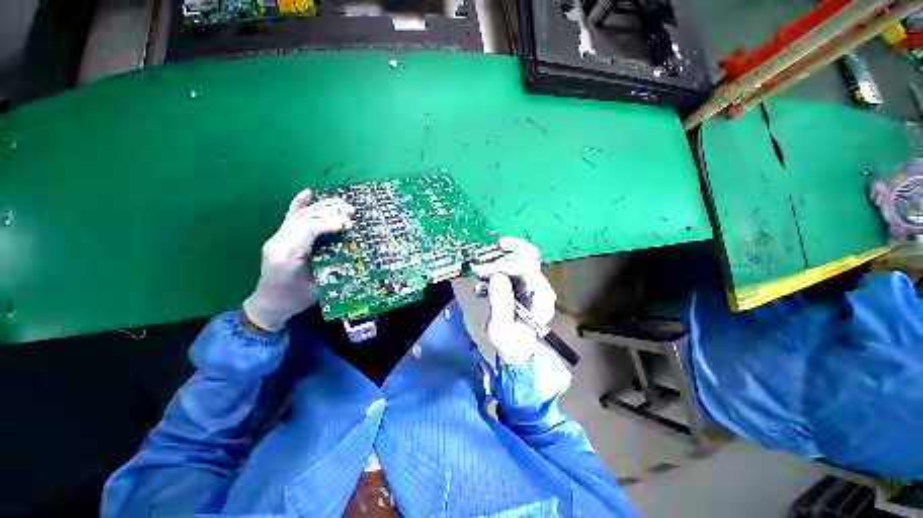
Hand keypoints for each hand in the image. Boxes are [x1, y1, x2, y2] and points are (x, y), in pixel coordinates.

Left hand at [242, 189, 353, 331]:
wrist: (269, 304)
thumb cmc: (296, 299)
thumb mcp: (319, 285)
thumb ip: (331, 264)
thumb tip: (348, 246)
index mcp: (288, 256)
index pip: (308, 230)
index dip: (330, 223)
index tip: (349, 224)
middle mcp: (278, 242)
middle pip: (305, 218)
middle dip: (329, 211)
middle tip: (350, 211)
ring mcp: (276, 238)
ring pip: (300, 215)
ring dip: (322, 207)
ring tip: (341, 203)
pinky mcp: (278, 238)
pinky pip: (289, 217)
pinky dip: (299, 203)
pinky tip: (308, 192)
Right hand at [471, 237, 556, 363]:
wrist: (514, 347)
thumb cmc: (509, 342)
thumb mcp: (501, 328)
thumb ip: (499, 303)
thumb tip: (496, 275)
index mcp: (540, 298)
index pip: (529, 269)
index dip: (509, 264)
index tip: (489, 271)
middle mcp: (538, 286)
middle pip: (525, 256)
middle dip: (501, 261)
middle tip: (481, 270)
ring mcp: (530, 282)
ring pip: (515, 259)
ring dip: (494, 266)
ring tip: (479, 279)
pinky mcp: (519, 282)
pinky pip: (507, 268)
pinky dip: (493, 272)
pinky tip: (482, 287)